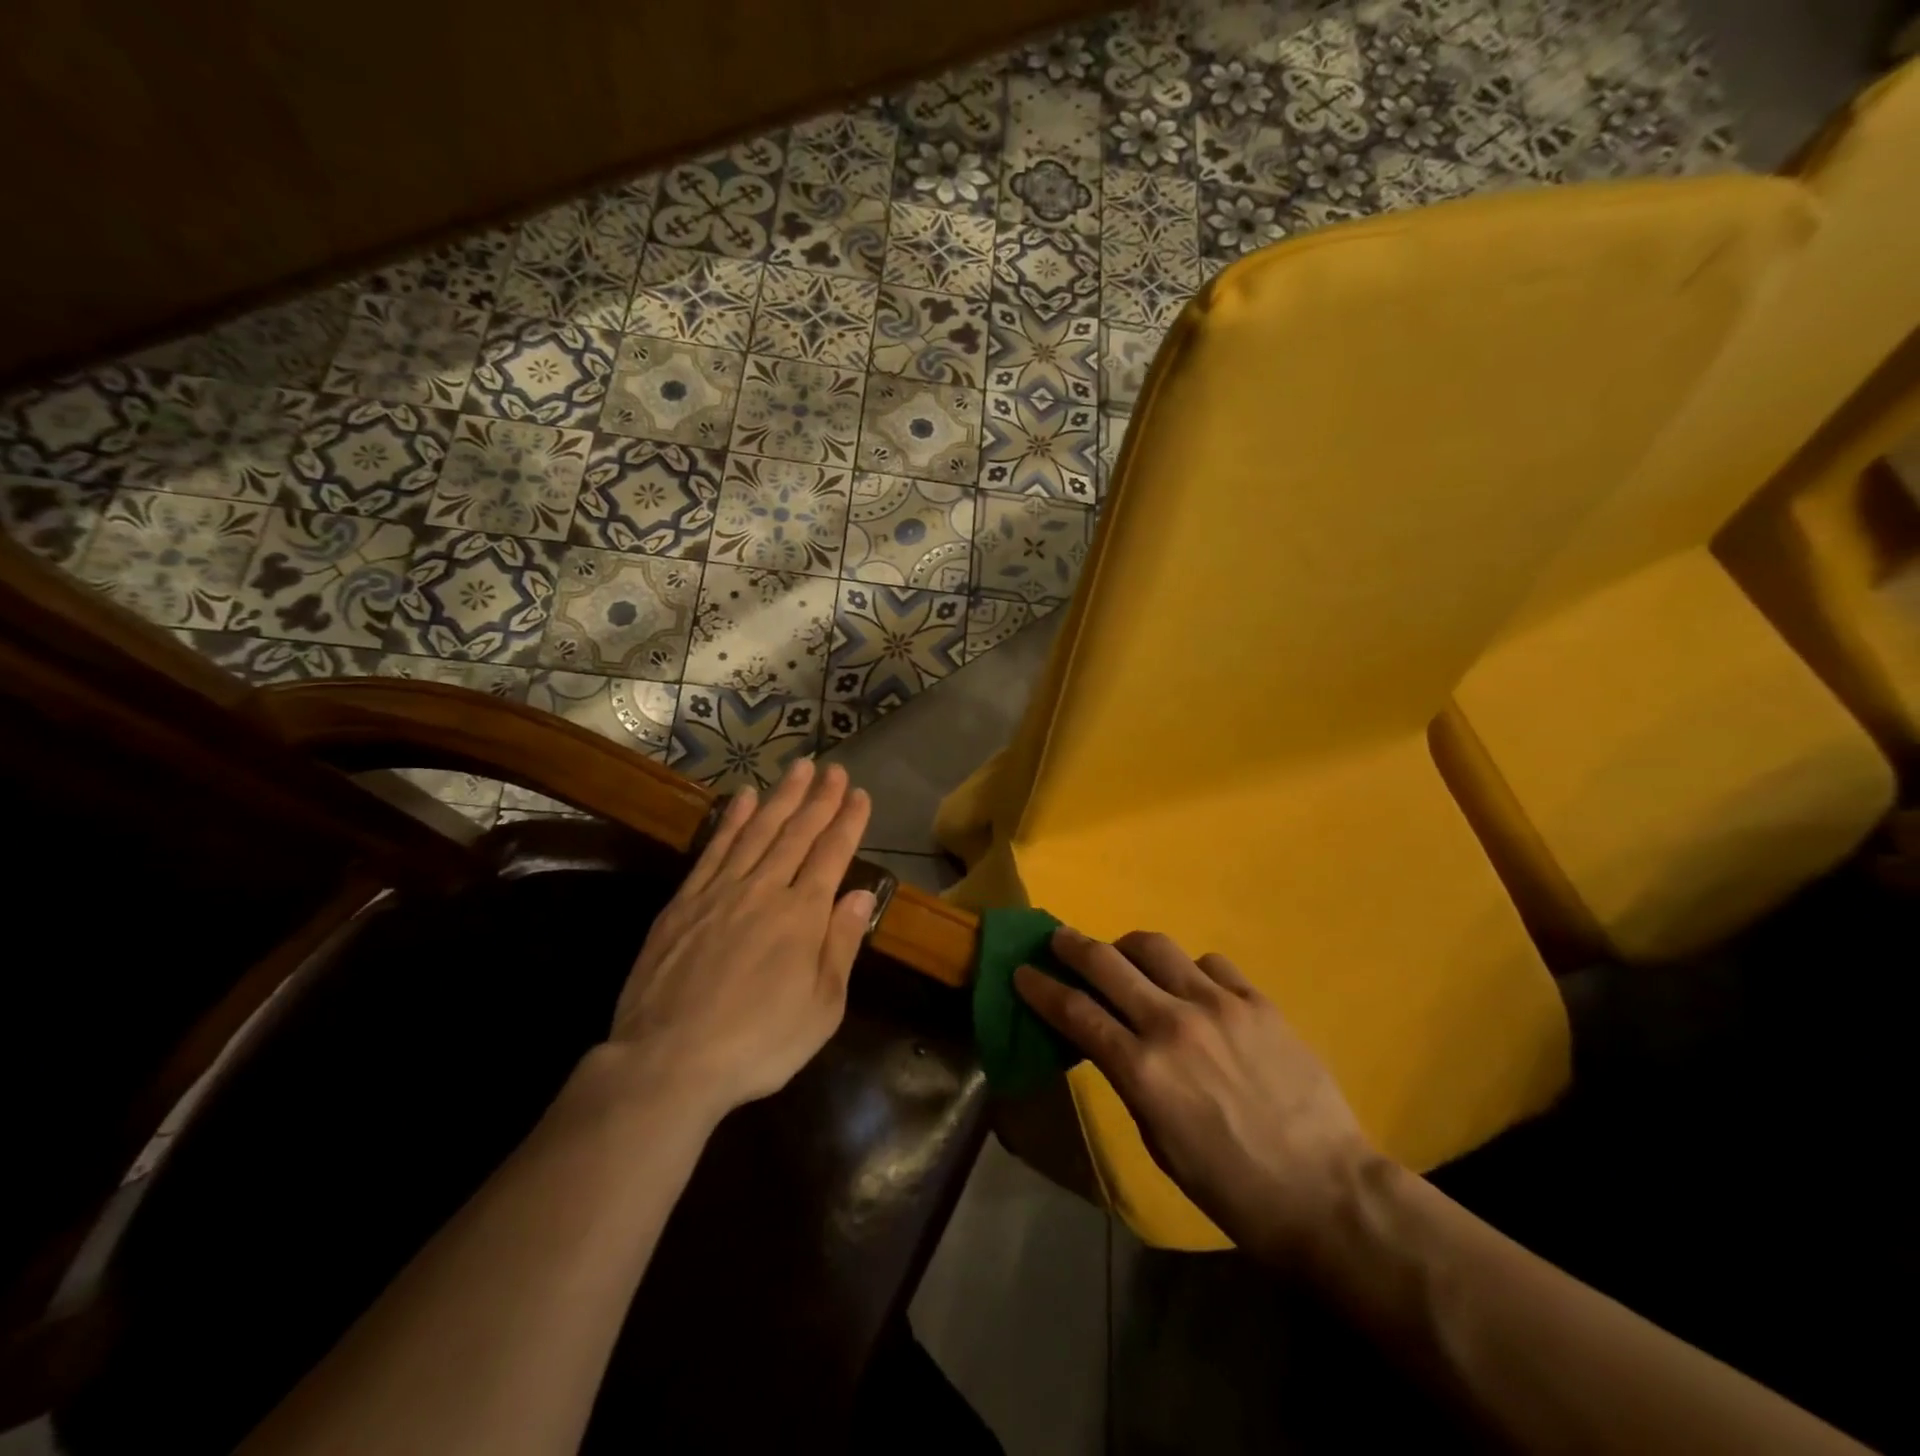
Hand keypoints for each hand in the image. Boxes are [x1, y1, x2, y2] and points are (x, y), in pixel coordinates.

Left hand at [603, 759, 873, 1121]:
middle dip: (819, 798)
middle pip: (797, 833)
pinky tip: (744, 799)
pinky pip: (715, 848)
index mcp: (803, 916)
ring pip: (758, 831)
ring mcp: (721, 891)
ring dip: (781, 797)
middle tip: (833, 767)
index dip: (848, 821)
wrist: (669, 1061)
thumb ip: (842, 945)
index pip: (832, 854)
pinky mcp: (685, 901)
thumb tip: (861, 894)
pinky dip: (733, 820)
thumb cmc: (758, 1043)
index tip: (859, 793)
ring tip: (797, 768)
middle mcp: (764, 890)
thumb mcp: (821, 1008)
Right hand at [1015, 928, 1380, 1267]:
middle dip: (1071, 946)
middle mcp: (1173, 1023)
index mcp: (1143, 1070)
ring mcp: (1219, 1005)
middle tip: (1057, 939)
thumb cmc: (1231, 1187)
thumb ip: (1128, 1080)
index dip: (1041, 988)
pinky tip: (1193, 988)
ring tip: (1126, 958)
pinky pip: (1210, 963)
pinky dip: (1189, 969)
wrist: (1326, 1192)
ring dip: (1128, 948)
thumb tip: (1108, 1041)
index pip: (1075, 1012)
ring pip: (1156, 947)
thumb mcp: (1159, 1142)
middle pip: (1106, 963)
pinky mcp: (1257, 1000)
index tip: (1022, 972)